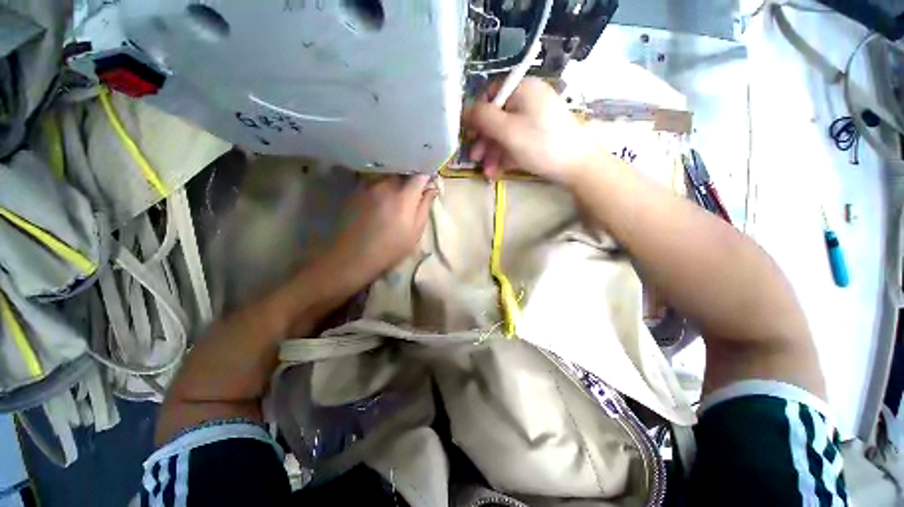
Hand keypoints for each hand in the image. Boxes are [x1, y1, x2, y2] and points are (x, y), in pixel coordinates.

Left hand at [326, 175, 436, 284]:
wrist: (354, 256)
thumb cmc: (390, 248)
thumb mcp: (415, 232)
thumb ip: (424, 207)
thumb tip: (432, 189)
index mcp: (404, 197)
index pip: (419, 175)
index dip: (426, 176)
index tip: (429, 183)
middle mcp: (385, 185)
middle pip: (402, 172)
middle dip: (410, 178)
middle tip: (412, 192)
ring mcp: (368, 186)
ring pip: (387, 176)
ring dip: (394, 181)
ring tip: (395, 195)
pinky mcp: (356, 190)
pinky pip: (373, 181)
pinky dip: (380, 185)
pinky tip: (379, 199)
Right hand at [463, 77, 606, 185]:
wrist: (576, 165)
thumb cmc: (540, 144)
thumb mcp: (507, 130)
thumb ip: (483, 117)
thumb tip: (464, 110)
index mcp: (522, 89)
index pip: (490, 94)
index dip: (476, 114)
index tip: (468, 135)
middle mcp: (528, 99)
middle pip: (497, 117)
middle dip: (484, 141)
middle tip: (475, 159)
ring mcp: (534, 118)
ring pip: (505, 132)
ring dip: (493, 153)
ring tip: (487, 172)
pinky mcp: (538, 134)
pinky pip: (516, 140)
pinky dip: (505, 155)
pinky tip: (497, 171)